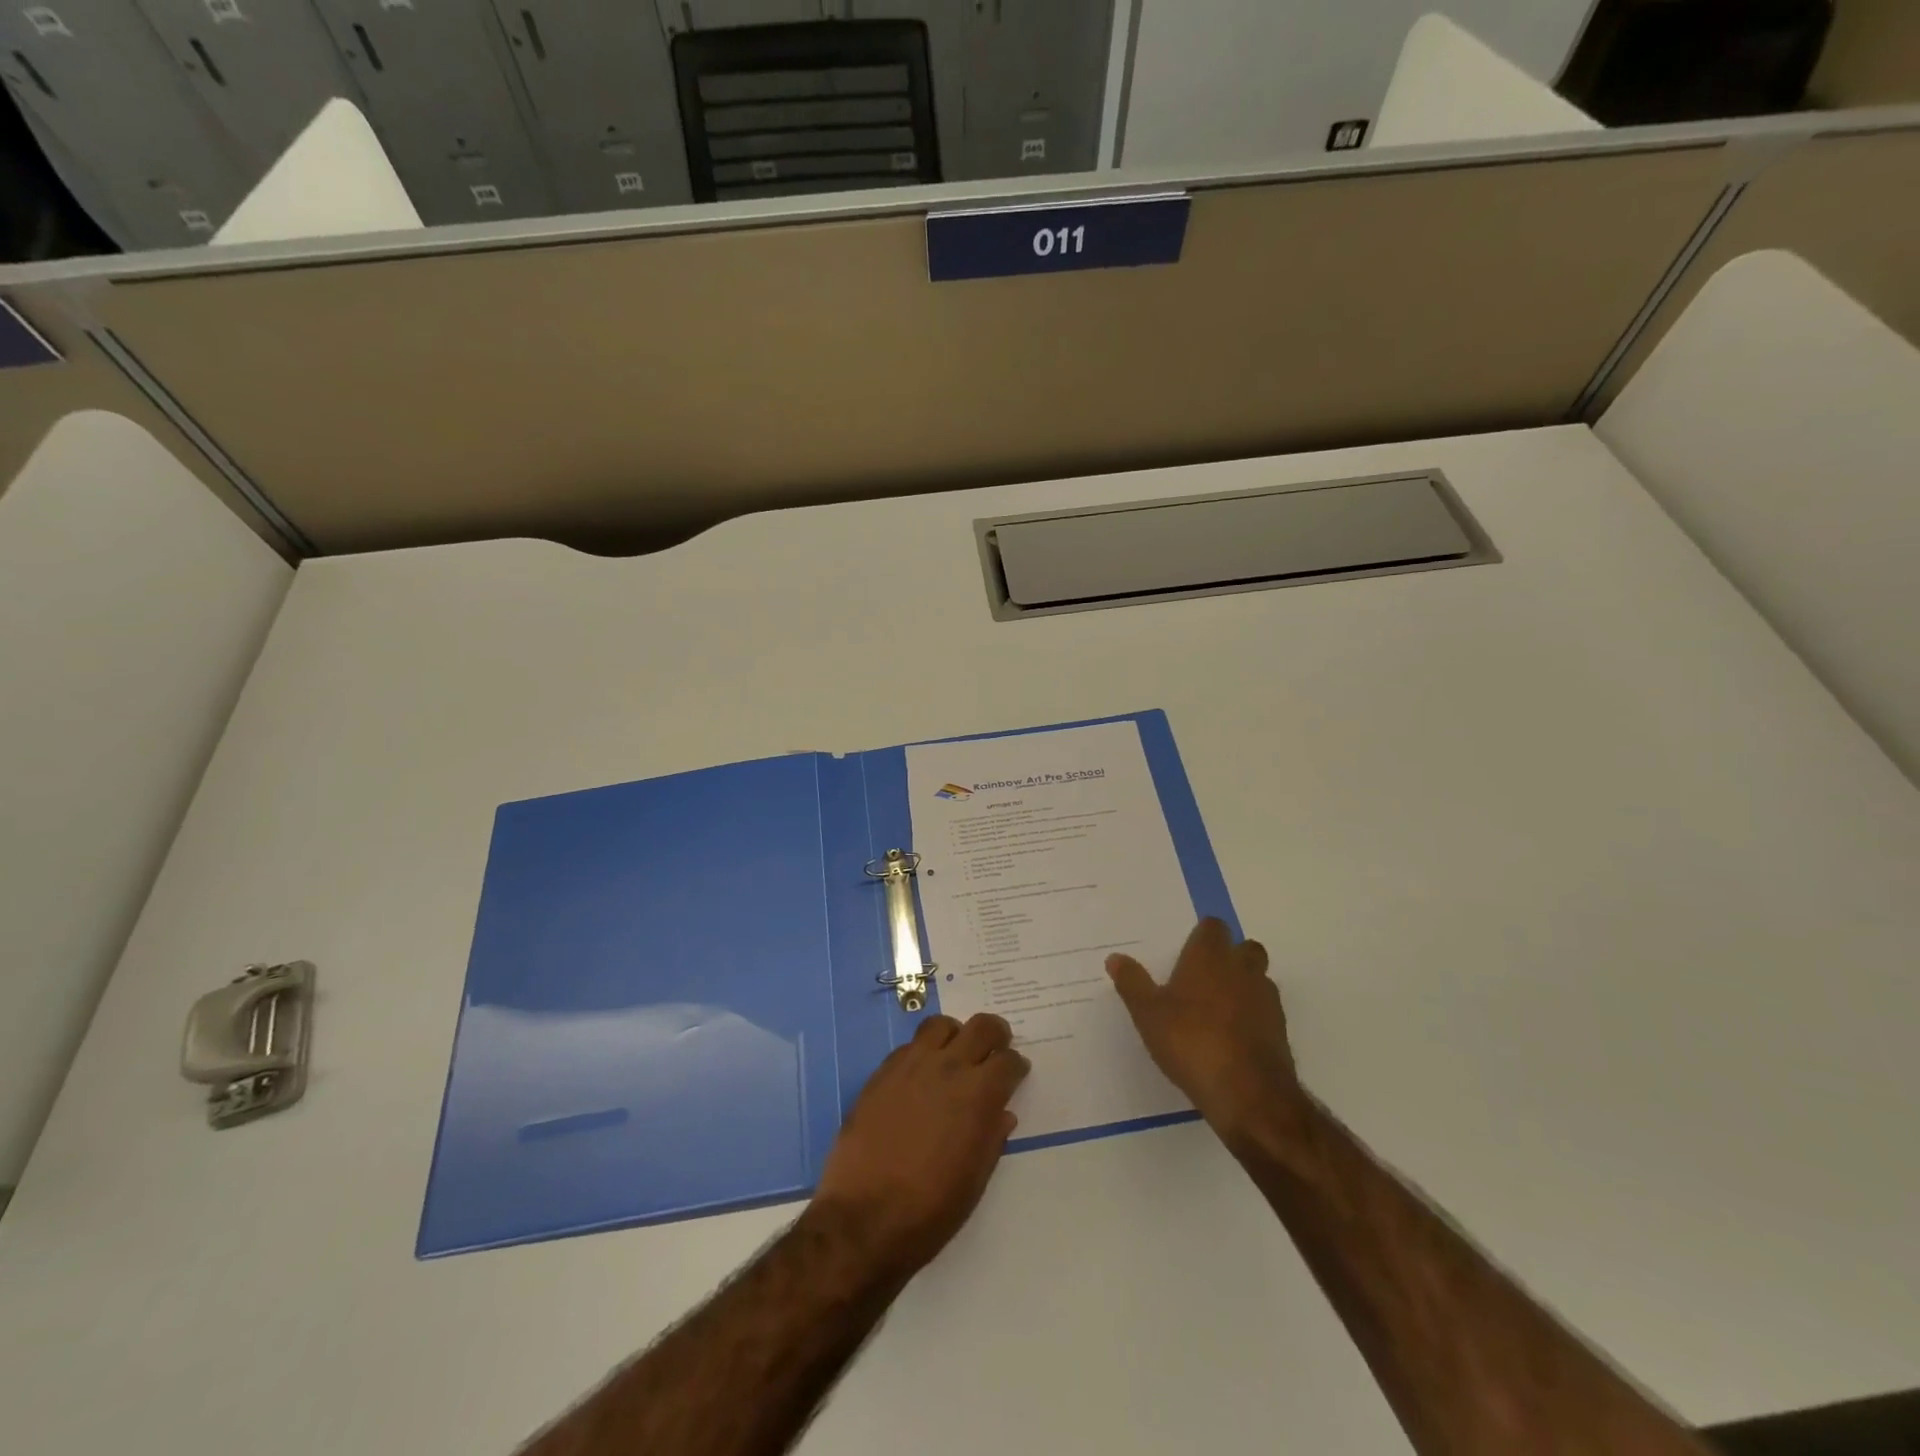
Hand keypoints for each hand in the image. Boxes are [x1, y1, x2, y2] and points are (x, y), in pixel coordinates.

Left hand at [810, 1014, 1029, 1282]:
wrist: (864, 1219)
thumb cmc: (931, 1210)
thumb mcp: (975, 1181)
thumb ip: (991, 1138)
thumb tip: (1001, 1113)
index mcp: (978, 1095)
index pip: (1008, 1061)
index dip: (1016, 1066)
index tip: (1015, 1073)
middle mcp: (948, 1068)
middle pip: (981, 1027)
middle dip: (995, 1034)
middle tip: (994, 1049)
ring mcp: (911, 1065)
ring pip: (941, 1025)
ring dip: (955, 1035)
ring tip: (954, 1055)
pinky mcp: (882, 1072)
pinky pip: (908, 1046)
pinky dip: (922, 1052)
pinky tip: (920, 1076)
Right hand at [1107, 919, 1303, 1142]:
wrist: (1248, 1093)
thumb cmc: (1191, 1041)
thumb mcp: (1148, 1013)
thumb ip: (1132, 983)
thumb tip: (1115, 957)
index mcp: (1209, 957)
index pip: (1213, 927)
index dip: (1203, 935)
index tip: (1188, 949)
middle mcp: (1242, 970)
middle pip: (1245, 948)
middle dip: (1231, 956)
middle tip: (1205, 977)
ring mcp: (1266, 1000)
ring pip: (1259, 979)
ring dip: (1244, 985)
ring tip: (1218, 1009)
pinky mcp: (1280, 1031)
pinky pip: (1266, 1011)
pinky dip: (1253, 1016)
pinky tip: (1233, 1037)